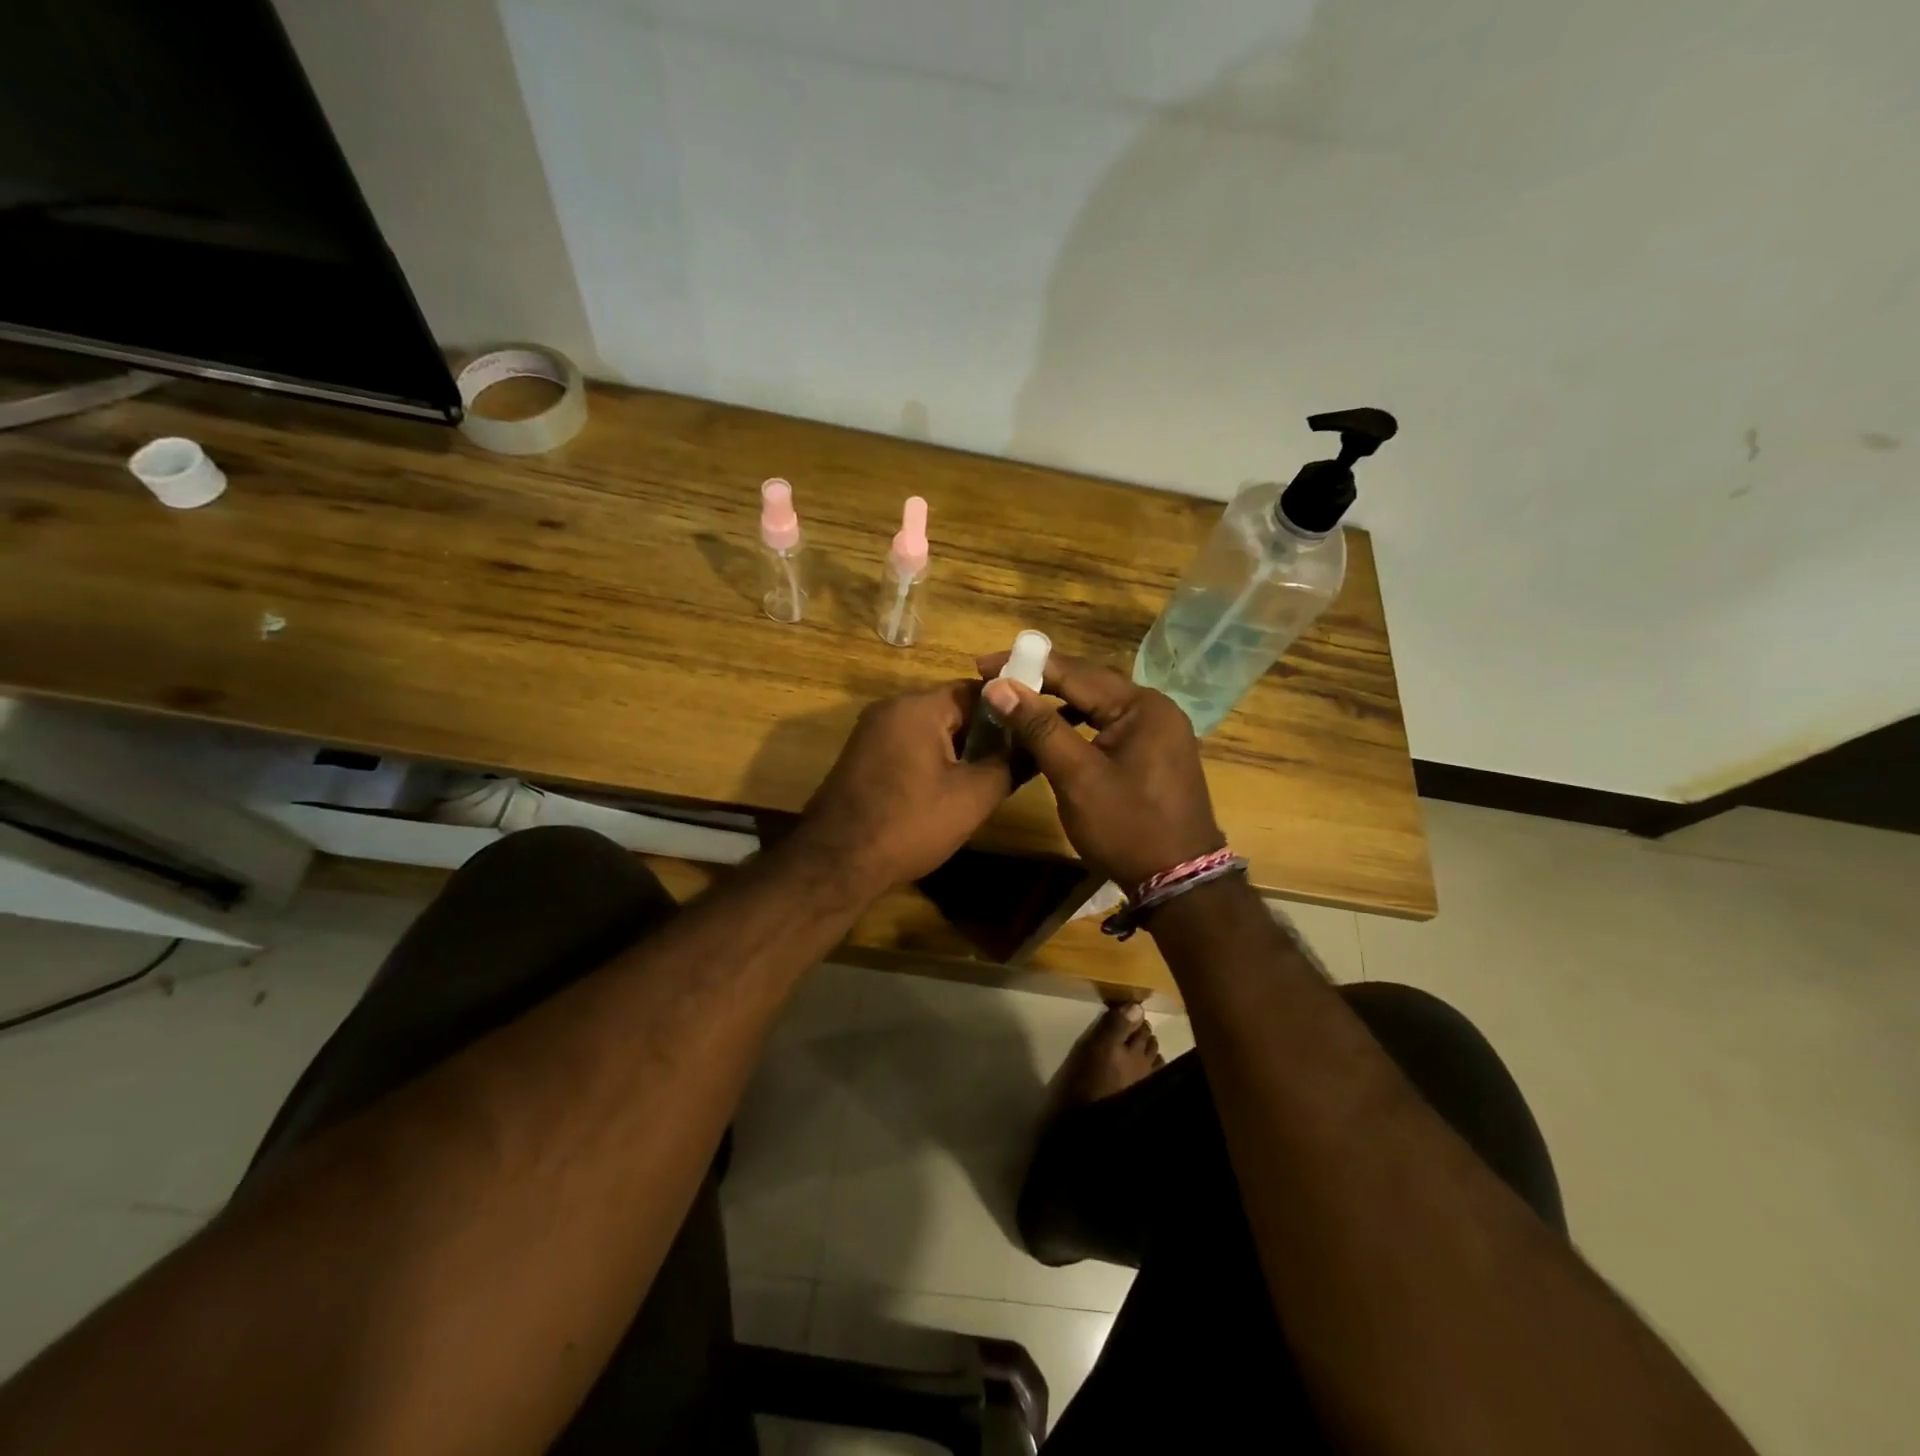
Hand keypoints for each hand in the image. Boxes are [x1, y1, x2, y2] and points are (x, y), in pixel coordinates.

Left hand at [788, 681, 1011, 898]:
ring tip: (986, 779)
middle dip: (984, 733)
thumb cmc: (909, 824)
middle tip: (1013, 761)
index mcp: (918, 706)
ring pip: (930, 729)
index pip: (977, 690)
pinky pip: (908, 745)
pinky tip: (947, 790)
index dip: (1010, 710)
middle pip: (952, 708)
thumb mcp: (972, 797)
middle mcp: (891, 708)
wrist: (836, 863)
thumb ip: (1010, 764)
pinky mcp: (862, 755)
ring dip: (958, 749)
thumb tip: (1037, 746)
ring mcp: (871, 731)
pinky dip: (932, 760)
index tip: (1033, 731)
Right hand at [977, 651, 1222, 890]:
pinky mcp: (1152, 753)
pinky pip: (1107, 725)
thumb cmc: (1127, 827)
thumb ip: (1039, 728)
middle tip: (995, 681)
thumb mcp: (1077, 777)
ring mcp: (1156, 731)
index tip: (984, 664)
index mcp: (1141, 706)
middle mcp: (1154, 708)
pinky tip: (1051, 730)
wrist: (1178, 882)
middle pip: (1088, 684)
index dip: (1027, 666)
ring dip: (1057, 702)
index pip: (1075, 672)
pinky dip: (1076, 724)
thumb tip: (999, 687)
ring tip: (1015, 701)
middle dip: (1041, 680)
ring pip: (1097, 705)